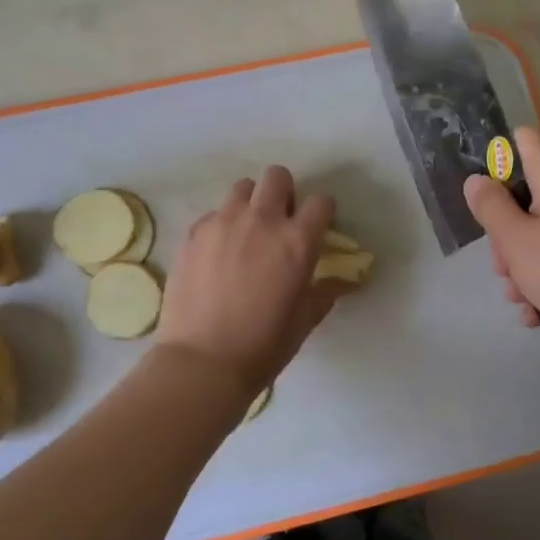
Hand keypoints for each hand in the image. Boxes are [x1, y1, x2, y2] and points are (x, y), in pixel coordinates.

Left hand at [157, 166, 348, 393]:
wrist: (203, 362)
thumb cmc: (263, 346)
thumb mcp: (304, 320)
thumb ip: (325, 292)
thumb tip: (345, 281)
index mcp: (297, 242)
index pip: (321, 202)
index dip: (322, 213)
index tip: (316, 228)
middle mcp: (262, 221)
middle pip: (278, 177)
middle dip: (284, 193)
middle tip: (280, 223)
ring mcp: (223, 223)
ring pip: (243, 188)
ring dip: (251, 203)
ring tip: (247, 232)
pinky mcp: (193, 233)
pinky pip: (214, 213)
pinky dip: (222, 224)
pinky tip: (219, 253)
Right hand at [464, 126, 539, 348]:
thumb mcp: (515, 242)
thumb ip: (490, 206)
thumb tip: (477, 179)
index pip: (523, 140)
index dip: (497, 161)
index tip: (486, 201)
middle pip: (528, 193)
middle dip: (507, 232)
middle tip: (504, 269)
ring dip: (524, 261)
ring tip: (522, 300)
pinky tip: (539, 311)